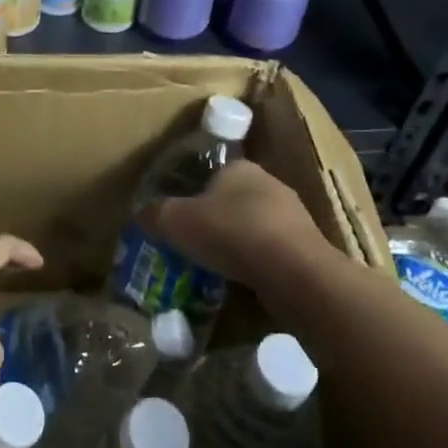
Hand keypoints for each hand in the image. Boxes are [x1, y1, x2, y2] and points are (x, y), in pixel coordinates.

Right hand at [144, 160, 333, 291]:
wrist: (293, 271)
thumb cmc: (230, 232)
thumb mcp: (176, 221)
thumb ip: (155, 215)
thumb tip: (140, 214)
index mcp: (239, 166)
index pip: (210, 173)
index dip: (191, 193)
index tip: (178, 217)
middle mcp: (268, 182)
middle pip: (232, 199)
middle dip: (214, 219)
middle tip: (193, 243)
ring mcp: (292, 214)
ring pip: (254, 225)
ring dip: (237, 242)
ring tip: (215, 266)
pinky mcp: (307, 246)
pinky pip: (271, 251)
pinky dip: (256, 262)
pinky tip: (242, 280)